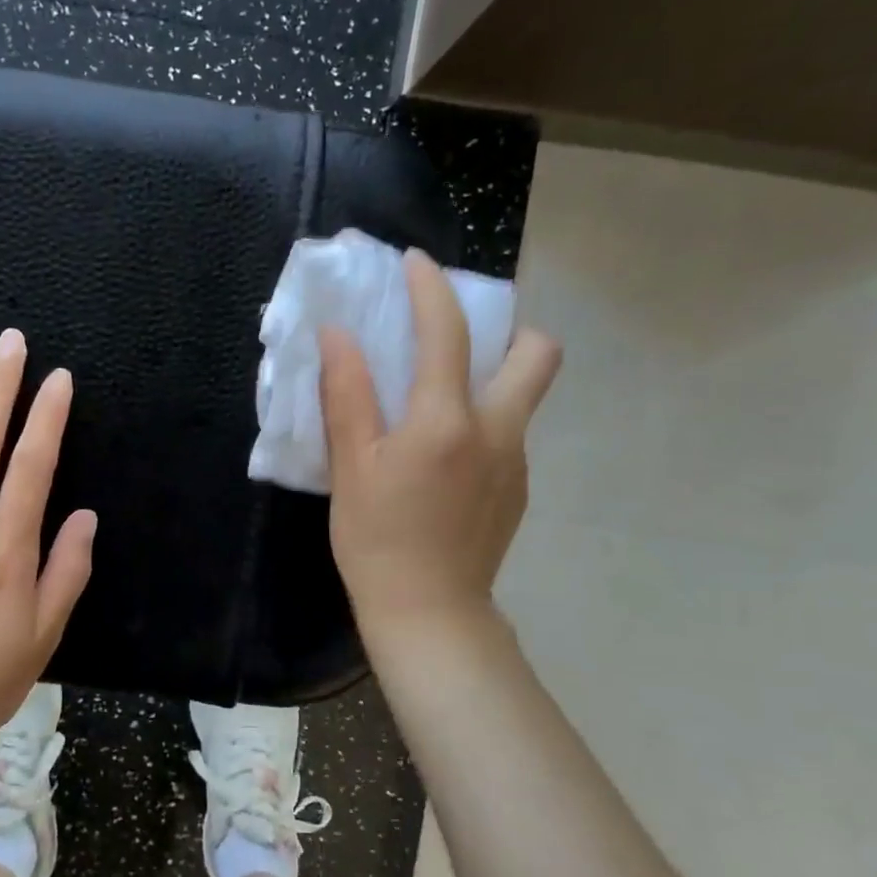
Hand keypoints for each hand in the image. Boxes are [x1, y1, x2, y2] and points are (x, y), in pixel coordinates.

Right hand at [319, 248, 560, 652]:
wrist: (428, 613)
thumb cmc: (376, 539)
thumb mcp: (351, 467)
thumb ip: (348, 395)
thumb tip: (339, 335)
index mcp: (446, 421)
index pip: (448, 333)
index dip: (431, 289)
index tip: (416, 264)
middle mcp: (497, 431)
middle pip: (538, 354)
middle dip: (509, 330)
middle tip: (458, 344)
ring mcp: (516, 462)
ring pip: (523, 397)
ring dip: (490, 380)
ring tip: (436, 406)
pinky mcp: (518, 490)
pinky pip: (508, 435)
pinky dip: (481, 423)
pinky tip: (441, 461)